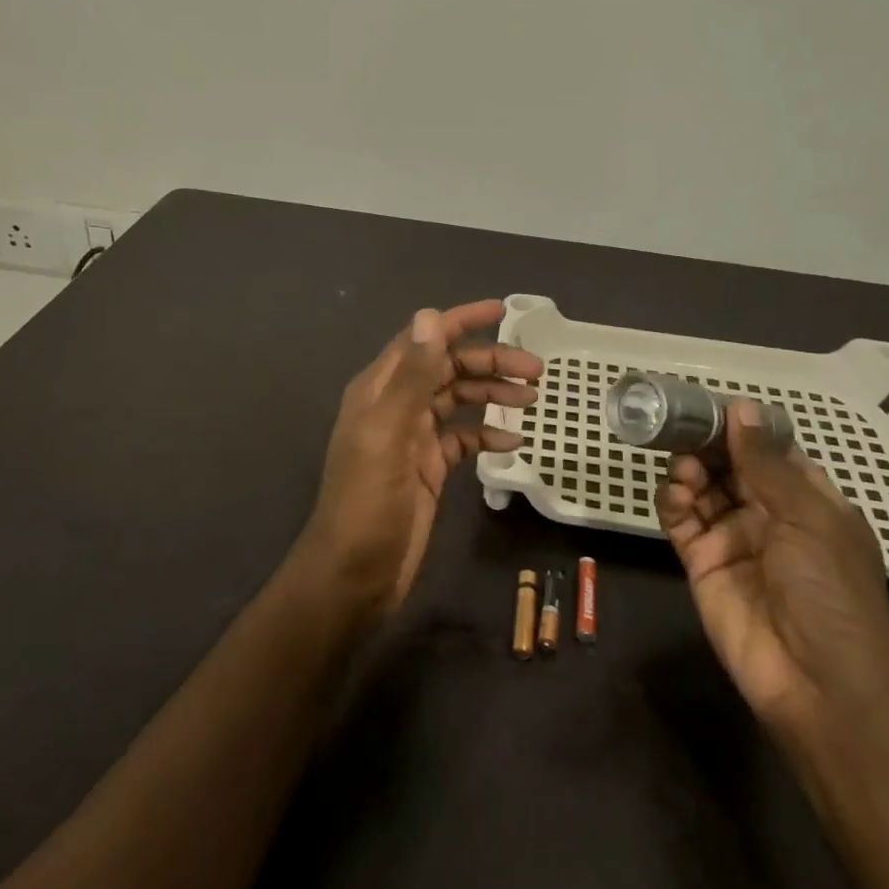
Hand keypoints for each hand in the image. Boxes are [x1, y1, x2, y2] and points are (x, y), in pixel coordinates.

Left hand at [296, 300, 542, 614]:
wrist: (354, 577)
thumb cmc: (368, 502)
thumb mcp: (390, 434)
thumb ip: (412, 376)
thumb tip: (431, 315)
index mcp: (380, 389)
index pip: (424, 339)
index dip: (460, 321)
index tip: (503, 311)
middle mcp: (396, 405)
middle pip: (448, 368)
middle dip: (489, 361)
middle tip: (535, 369)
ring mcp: (412, 437)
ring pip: (458, 400)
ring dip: (492, 394)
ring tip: (531, 399)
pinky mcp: (427, 468)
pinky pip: (462, 439)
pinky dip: (486, 436)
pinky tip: (513, 444)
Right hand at [658, 398, 888, 729]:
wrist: (822, 685)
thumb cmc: (831, 590)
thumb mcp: (807, 517)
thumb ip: (765, 462)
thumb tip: (741, 407)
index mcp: (807, 502)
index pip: (770, 453)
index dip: (743, 429)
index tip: (711, 404)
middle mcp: (769, 516)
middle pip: (729, 466)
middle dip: (707, 446)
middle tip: (683, 429)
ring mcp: (734, 540)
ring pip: (702, 489)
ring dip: (690, 471)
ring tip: (686, 471)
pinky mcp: (702, 565)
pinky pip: (681, 522)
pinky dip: (673, 503)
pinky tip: (675, 496)